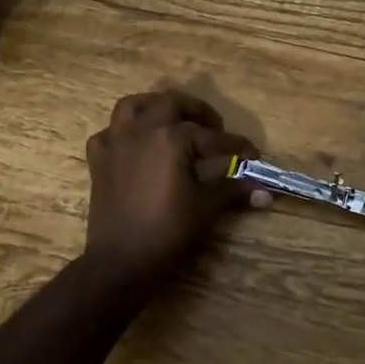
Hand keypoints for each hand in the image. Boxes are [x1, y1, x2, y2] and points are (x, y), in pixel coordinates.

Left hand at [82, 89, 258, 288]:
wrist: (120, 261)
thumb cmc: (167, 231)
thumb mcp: (206, 207)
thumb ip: (233, 190)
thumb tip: (266, 192)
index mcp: (171, 137)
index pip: (213, 137)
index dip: (237, 147)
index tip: (254, 155)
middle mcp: (142, 129)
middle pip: (172, 102)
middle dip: (197, 110)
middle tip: (214, 128)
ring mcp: (116, 142)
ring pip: (133, 105)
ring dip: (155, 107)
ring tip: (171, 120)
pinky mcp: (99, 159)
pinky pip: (109, 132)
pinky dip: (123, 132)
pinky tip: (135, 145)